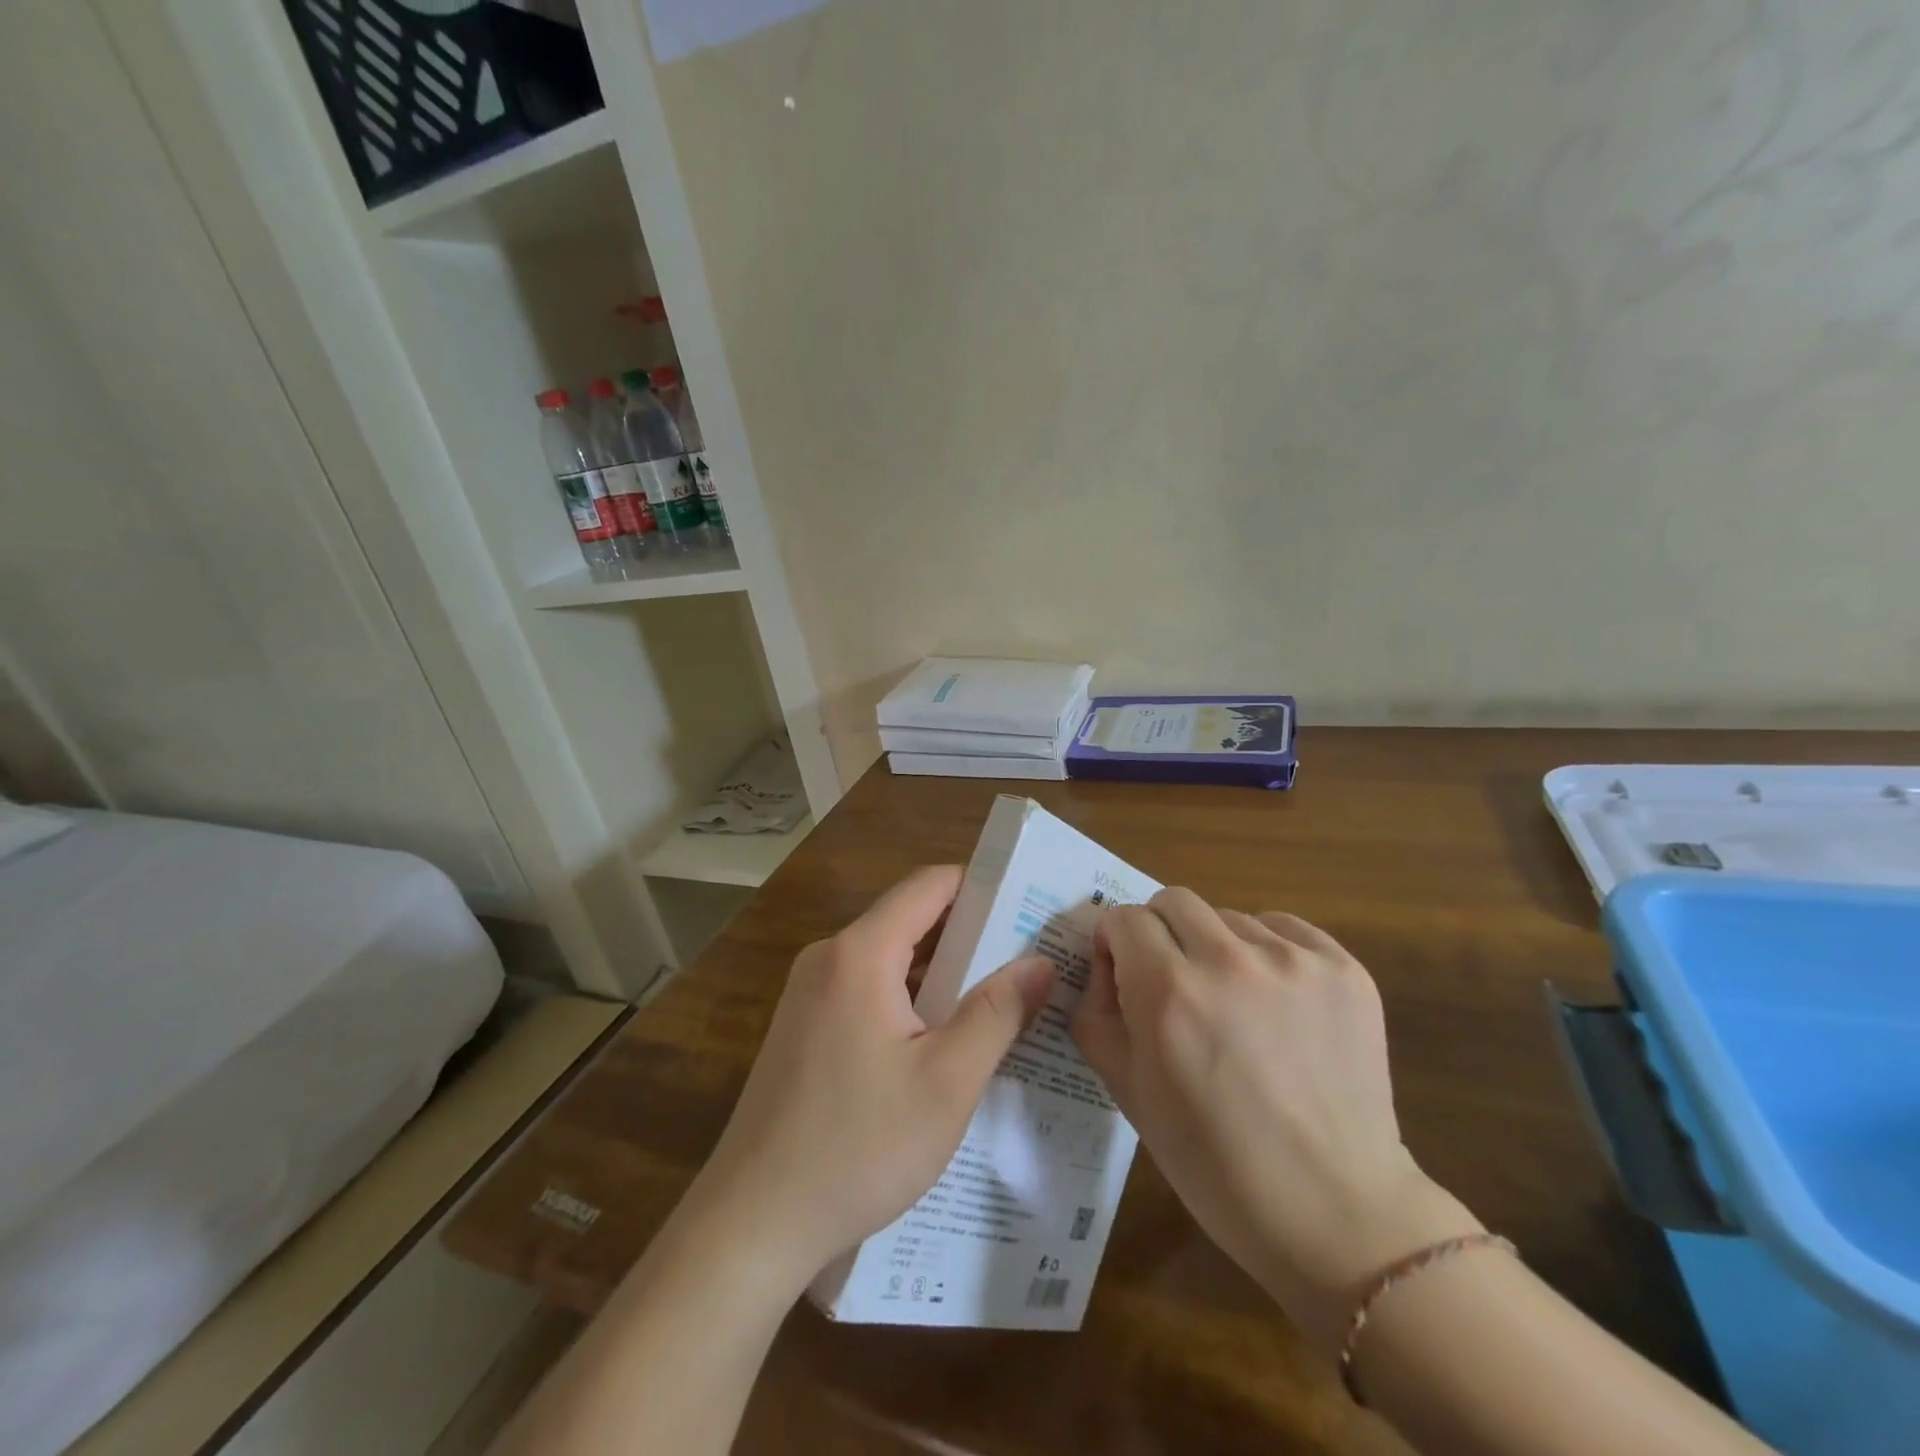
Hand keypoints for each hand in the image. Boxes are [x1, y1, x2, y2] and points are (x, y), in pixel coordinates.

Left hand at [686, 865, 1056, 1290]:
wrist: (753, 1222)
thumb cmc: (858, 1147)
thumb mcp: (947, 1082)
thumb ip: (997, 1013)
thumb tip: (1041, 962)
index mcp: (860, 953)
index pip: (930, 885)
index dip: (983, 886)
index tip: (1028, 906)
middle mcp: (829, 957)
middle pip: (909, 916)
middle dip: (969, 931)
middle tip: (1027, 956)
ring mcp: (809, 991)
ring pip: (888, 955)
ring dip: (941, 968)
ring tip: (999, 994)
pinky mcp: (803, 1024)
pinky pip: (866, 986)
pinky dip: (909, 995)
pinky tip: (942, 1035)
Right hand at [1069, 889, 1481, 1349]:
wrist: (1336, 1212)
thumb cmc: (1215, 1163)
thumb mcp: (1128, 1092)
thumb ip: (1096, 1013)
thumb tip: (1104, 965)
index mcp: (1167, 992)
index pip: (1124, 918)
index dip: (1116, 944)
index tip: (1124, 973)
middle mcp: (1228, 961)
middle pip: (1173, 901)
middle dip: (1160, 933)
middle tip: (1173, 982)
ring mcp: (1293, 961)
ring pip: (1229, 916)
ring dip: (1216, 947)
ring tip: (1235, 1005)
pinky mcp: (1343, 969)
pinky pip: (1284, 928)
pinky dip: (1268, 951)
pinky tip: (1277, 1002)